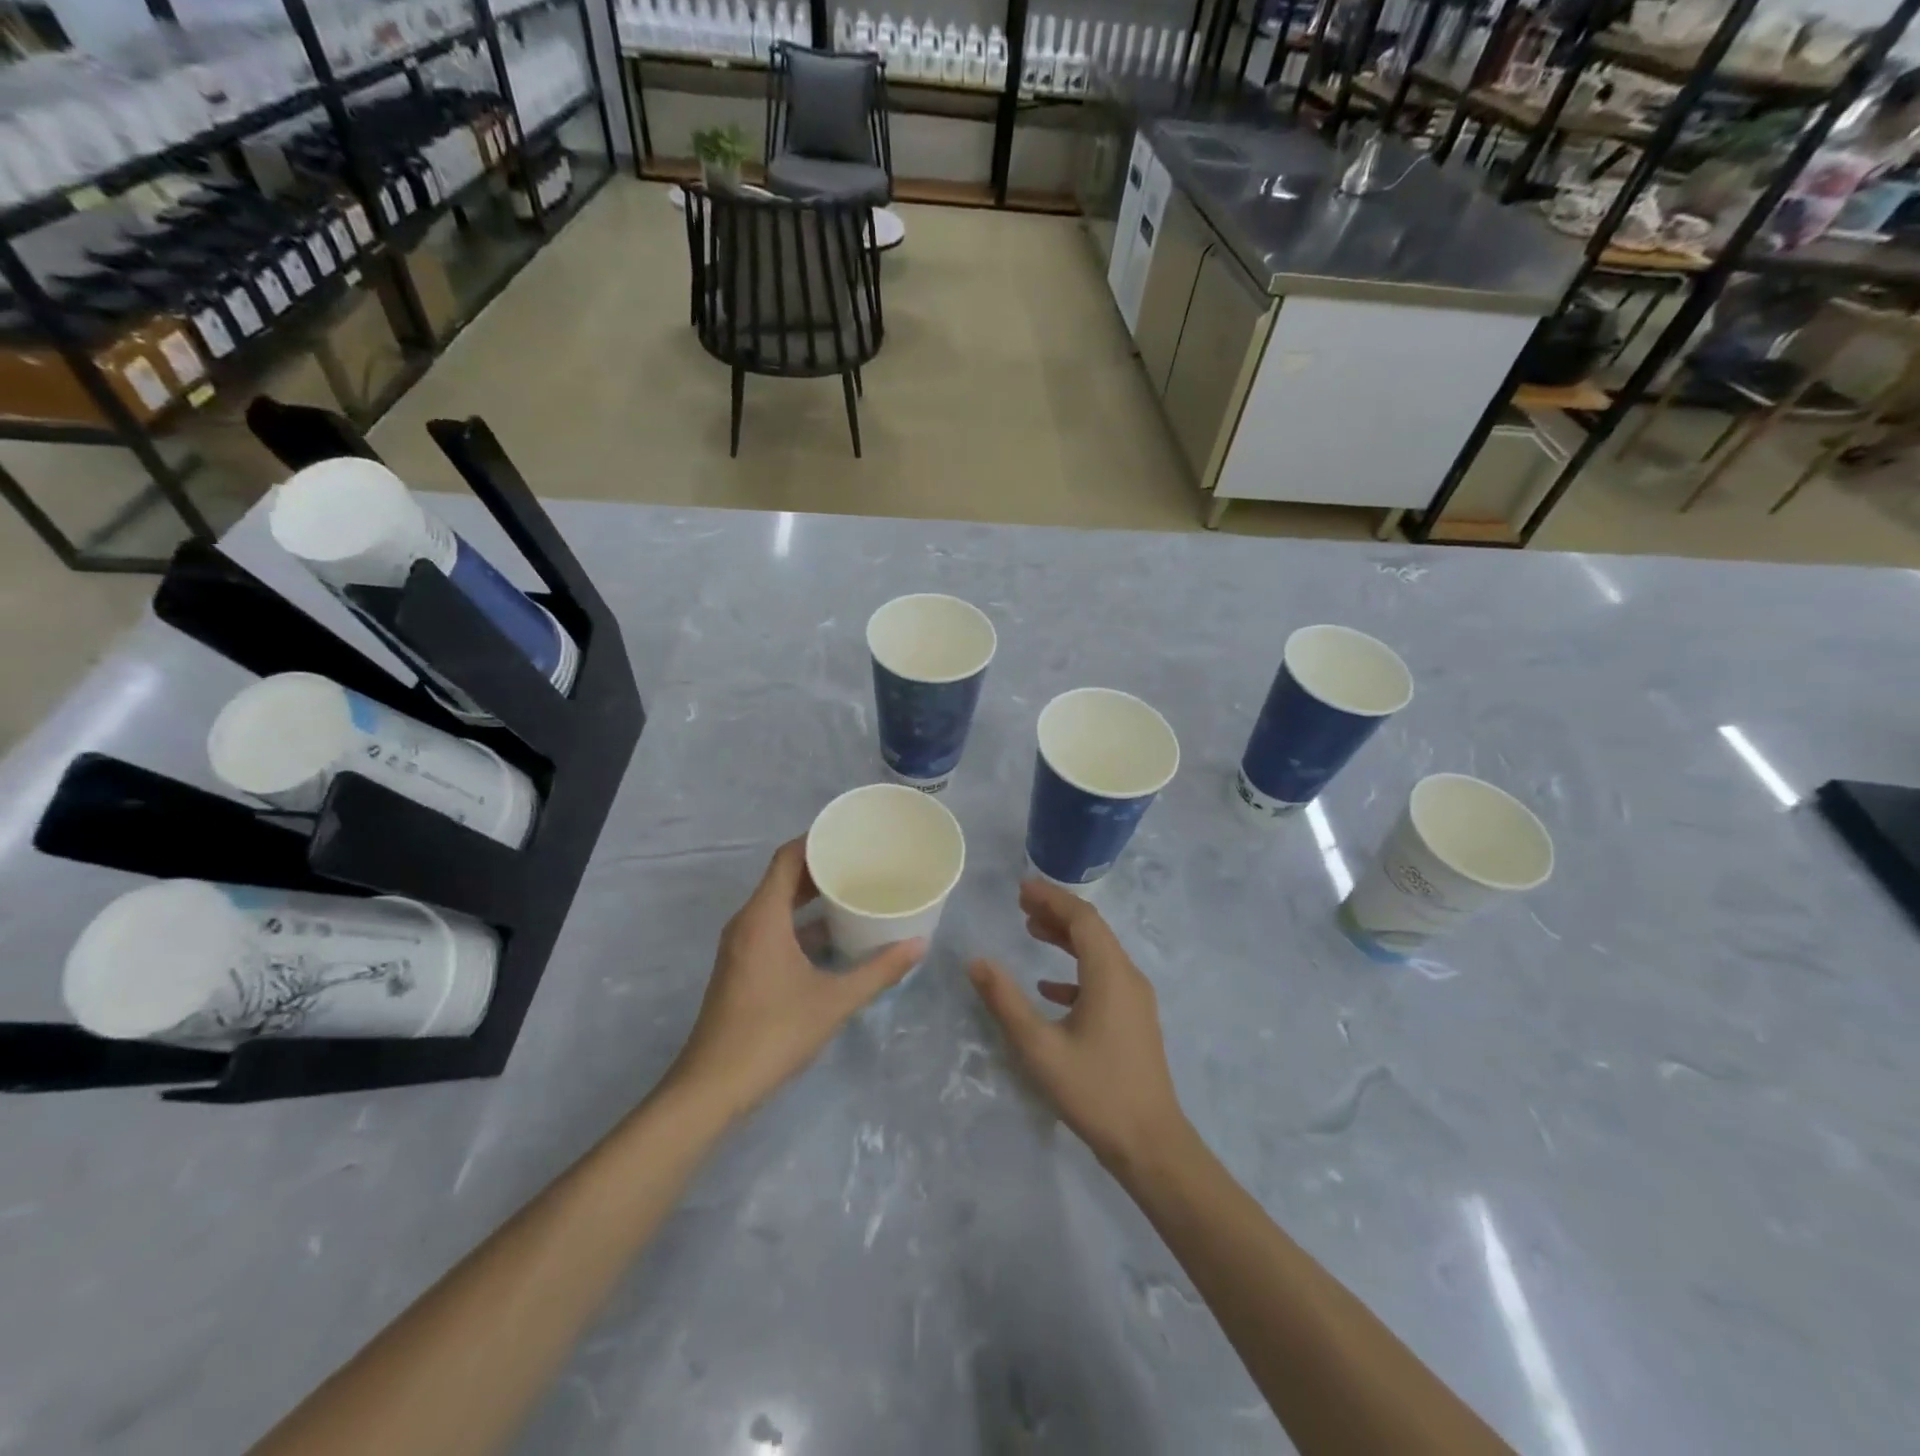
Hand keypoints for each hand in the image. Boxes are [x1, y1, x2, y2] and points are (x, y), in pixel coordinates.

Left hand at [668, 839, 923, 1120]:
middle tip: (863, 861)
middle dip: (821, 867)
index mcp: (763, 917)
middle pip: (783, 878)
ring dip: (811, 896)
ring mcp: (741, 946)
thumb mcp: (833, 1000)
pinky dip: (801, 923)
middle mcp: (747, 922)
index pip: (787, 857)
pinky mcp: (742, 967)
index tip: (851, 834)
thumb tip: (919, 945)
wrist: (713, 1087)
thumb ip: (878, 971)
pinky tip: (834, 936)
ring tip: (854, 891)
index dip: (817, 840)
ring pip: (778, 905)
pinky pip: (773, 927)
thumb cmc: (773, 1033)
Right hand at [967, 879, 1187, 1173]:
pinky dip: (1075, 970)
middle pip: (1092, 930)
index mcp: (1110, 974)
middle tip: (1021, 903)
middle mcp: (1128, 977)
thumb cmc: (1094, 1091)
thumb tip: (975, 961)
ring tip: (1031, 930)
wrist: (1151, 1145)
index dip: (1052, 898)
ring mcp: (1135, 999)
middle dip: (1057, 912)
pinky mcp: (1134, 1020)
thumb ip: (1006, 1001)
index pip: (1082, 918)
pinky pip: (1104, 978)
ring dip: (1066, 938)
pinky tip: (1049, 986)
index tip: (1021, 887)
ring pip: (1099, 953)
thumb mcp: (1040, 1047)